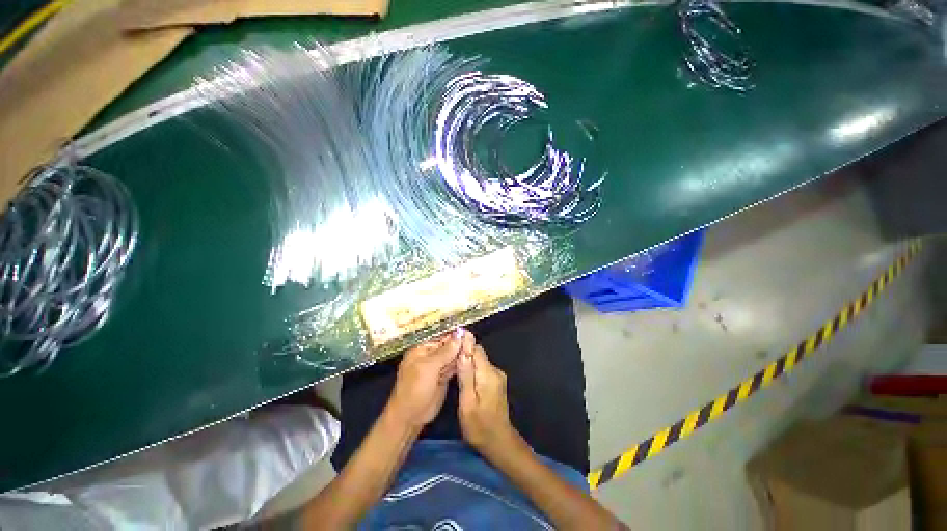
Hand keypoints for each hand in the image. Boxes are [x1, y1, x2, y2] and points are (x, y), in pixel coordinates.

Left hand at [386, 329, 473, 429]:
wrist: (411, 416)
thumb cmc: (414, 388)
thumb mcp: (429, 367)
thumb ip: (445, 351)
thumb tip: (460, 334)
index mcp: (422, 348)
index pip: (440, 335)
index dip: (453, 332)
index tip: (467, 330)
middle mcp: (431, 354)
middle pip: (448, 343)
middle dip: (460, 341)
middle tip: (473, 339)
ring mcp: (438, 365)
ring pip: (453, 354)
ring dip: (462, 351)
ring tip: (474, 346)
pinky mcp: (445, 375)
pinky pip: (455, 365)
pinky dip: (462, 362)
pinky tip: (471, 357)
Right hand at [457, 344, 519, 456]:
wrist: (498, 442)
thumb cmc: (479, 426)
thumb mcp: (467, 402)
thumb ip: (465, 375)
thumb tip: (462, 350)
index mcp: (488, 374)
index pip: (476, 349)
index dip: (463, 346)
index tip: (449, 349)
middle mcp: (495, 371)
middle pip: (477, 354)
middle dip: (463, 356)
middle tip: (448, 365)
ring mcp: (497, 376)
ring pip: (479, 361)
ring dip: (467, 364)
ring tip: (453, 372)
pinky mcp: (496, 381)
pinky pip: (482, 369)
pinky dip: (472, 371)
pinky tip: (464, 381)